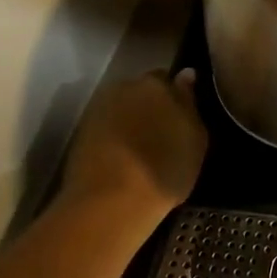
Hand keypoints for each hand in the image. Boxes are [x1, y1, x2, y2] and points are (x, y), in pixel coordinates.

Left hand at [59, 69, 207, 240]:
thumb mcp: (195, 139)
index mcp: (156, 83)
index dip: (175, 99)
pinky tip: (121, 159)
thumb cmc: (164, 169)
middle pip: (142, 91)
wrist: (110, 203)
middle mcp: (124, 87)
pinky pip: (105, 127)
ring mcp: (99, 109)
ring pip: (122, 108)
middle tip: (161, 134)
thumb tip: (186, 74)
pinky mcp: (80, 133)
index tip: (180, 119)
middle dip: (151, 106)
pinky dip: (113, 137)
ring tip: (140, 150)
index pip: (168, 80)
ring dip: (130, 121)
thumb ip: (189, 102)